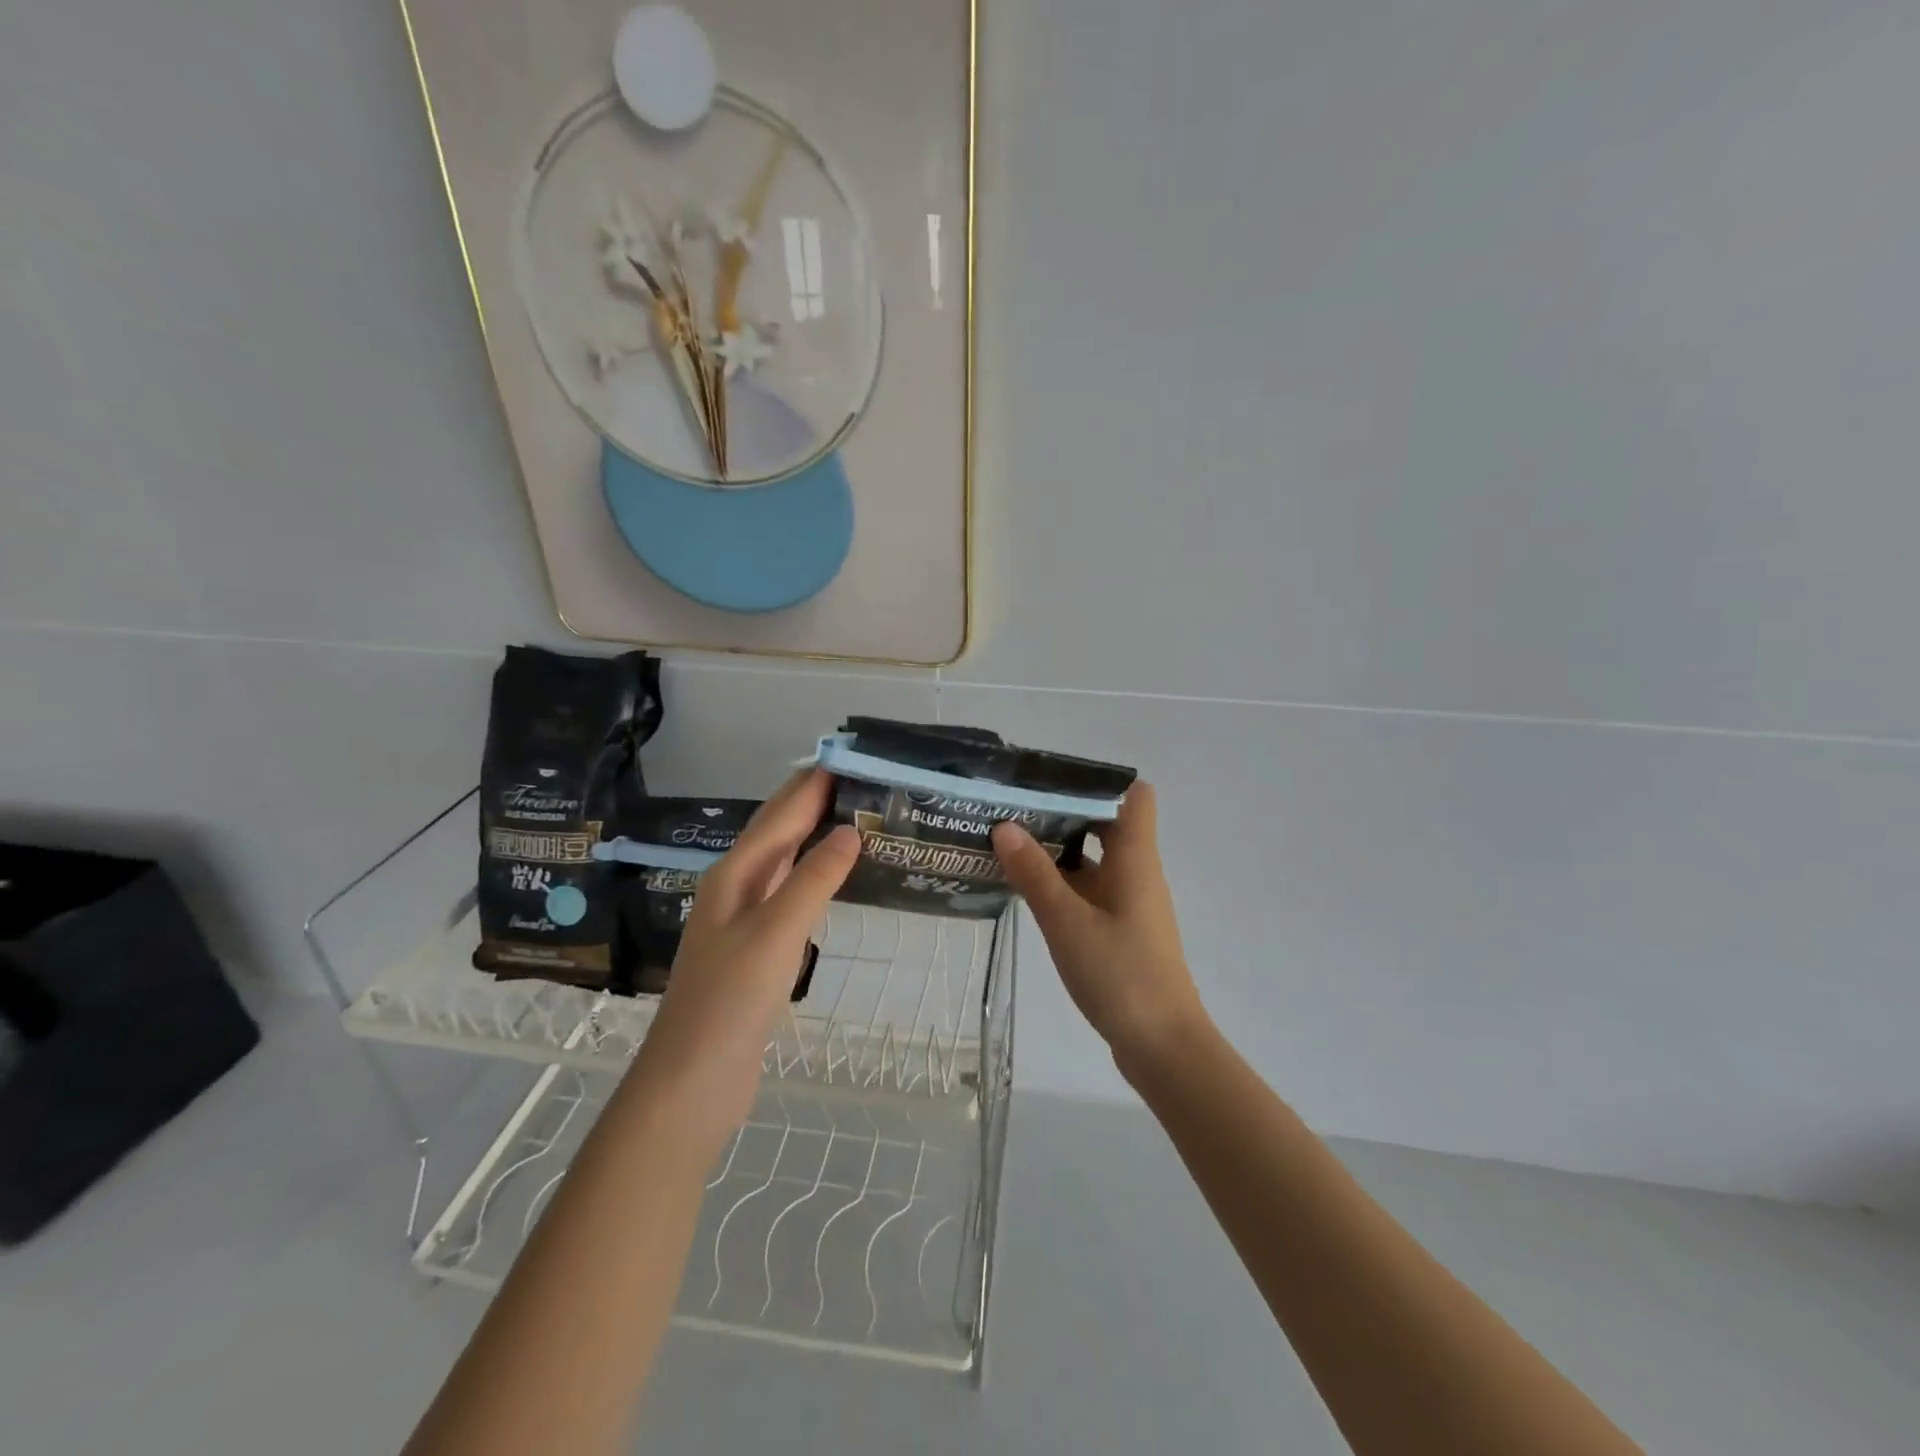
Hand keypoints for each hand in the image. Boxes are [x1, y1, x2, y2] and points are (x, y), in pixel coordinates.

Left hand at [636, 770, 859, 1143]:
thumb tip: (849, 830)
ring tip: (851, 815)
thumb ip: (814, 879)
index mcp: (735, 873)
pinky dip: (811, 873)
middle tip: (858, 778)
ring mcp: (742, 918)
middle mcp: (735, 886)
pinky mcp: (754, 947)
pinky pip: (787, 892)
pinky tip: (830, 878)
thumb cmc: (731, 999)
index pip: (780, 813)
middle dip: (811, 800)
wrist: (693, 1079)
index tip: (849, 756)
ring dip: (811, 834)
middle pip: (776, 830)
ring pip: (782, 860)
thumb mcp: (777, 932)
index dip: (812, 783)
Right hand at [991, 782, 1208, 1073]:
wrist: (1163, 1047)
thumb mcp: (1068, 923)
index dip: (1099, 782)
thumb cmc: (1121, 976)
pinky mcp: (1119, 931)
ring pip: (1093, 861)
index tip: (1052, 783)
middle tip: (1013, 810)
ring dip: (1057, 851)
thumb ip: (1036, 874)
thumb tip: (1005, 825)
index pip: (1134, 797)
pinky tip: (1025, 890)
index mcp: (1135, 859)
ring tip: (1007, 843)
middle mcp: (1136, 873)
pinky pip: (1089, 892)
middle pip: (1105, 824)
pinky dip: (1061, 884)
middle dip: (1062, 814)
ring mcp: (1129, 904)